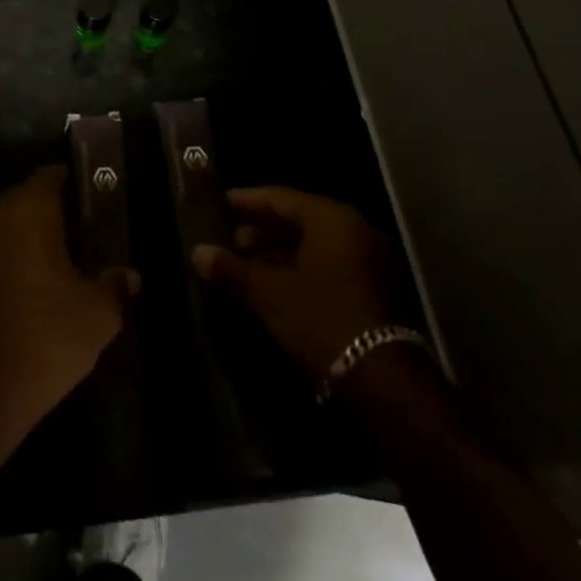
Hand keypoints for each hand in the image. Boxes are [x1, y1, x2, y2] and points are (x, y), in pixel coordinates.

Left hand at [0, 166, 137, 432]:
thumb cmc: (49, 335)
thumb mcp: (98, 314)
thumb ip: (114, 286)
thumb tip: (129, 276)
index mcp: (29, 210)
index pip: (48, 177)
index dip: (67, 182)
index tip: (84, 195)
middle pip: (21, 198)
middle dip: (44, 209)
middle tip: (74, 229)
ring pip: (1, 227)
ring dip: (22, 237)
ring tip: (51, 259)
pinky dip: (4, 262)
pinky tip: (25, 286)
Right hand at [191, 187, 416, 382]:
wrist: (383, 382)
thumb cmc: (321, 321)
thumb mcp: (268, 294)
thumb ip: (230, 269)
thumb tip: (197, 252)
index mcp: (331, 218)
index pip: (280, 197)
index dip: (247, 201)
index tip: (220, 203)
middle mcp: (355, 230)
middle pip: (299, 220)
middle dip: (262, 230)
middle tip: (230, 242)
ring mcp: (370, 260)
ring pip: (314, 245)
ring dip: (280, 253)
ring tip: (247, 267)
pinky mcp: (375, 289)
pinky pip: (330, 265)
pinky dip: (301, 269)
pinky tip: (275, 287)